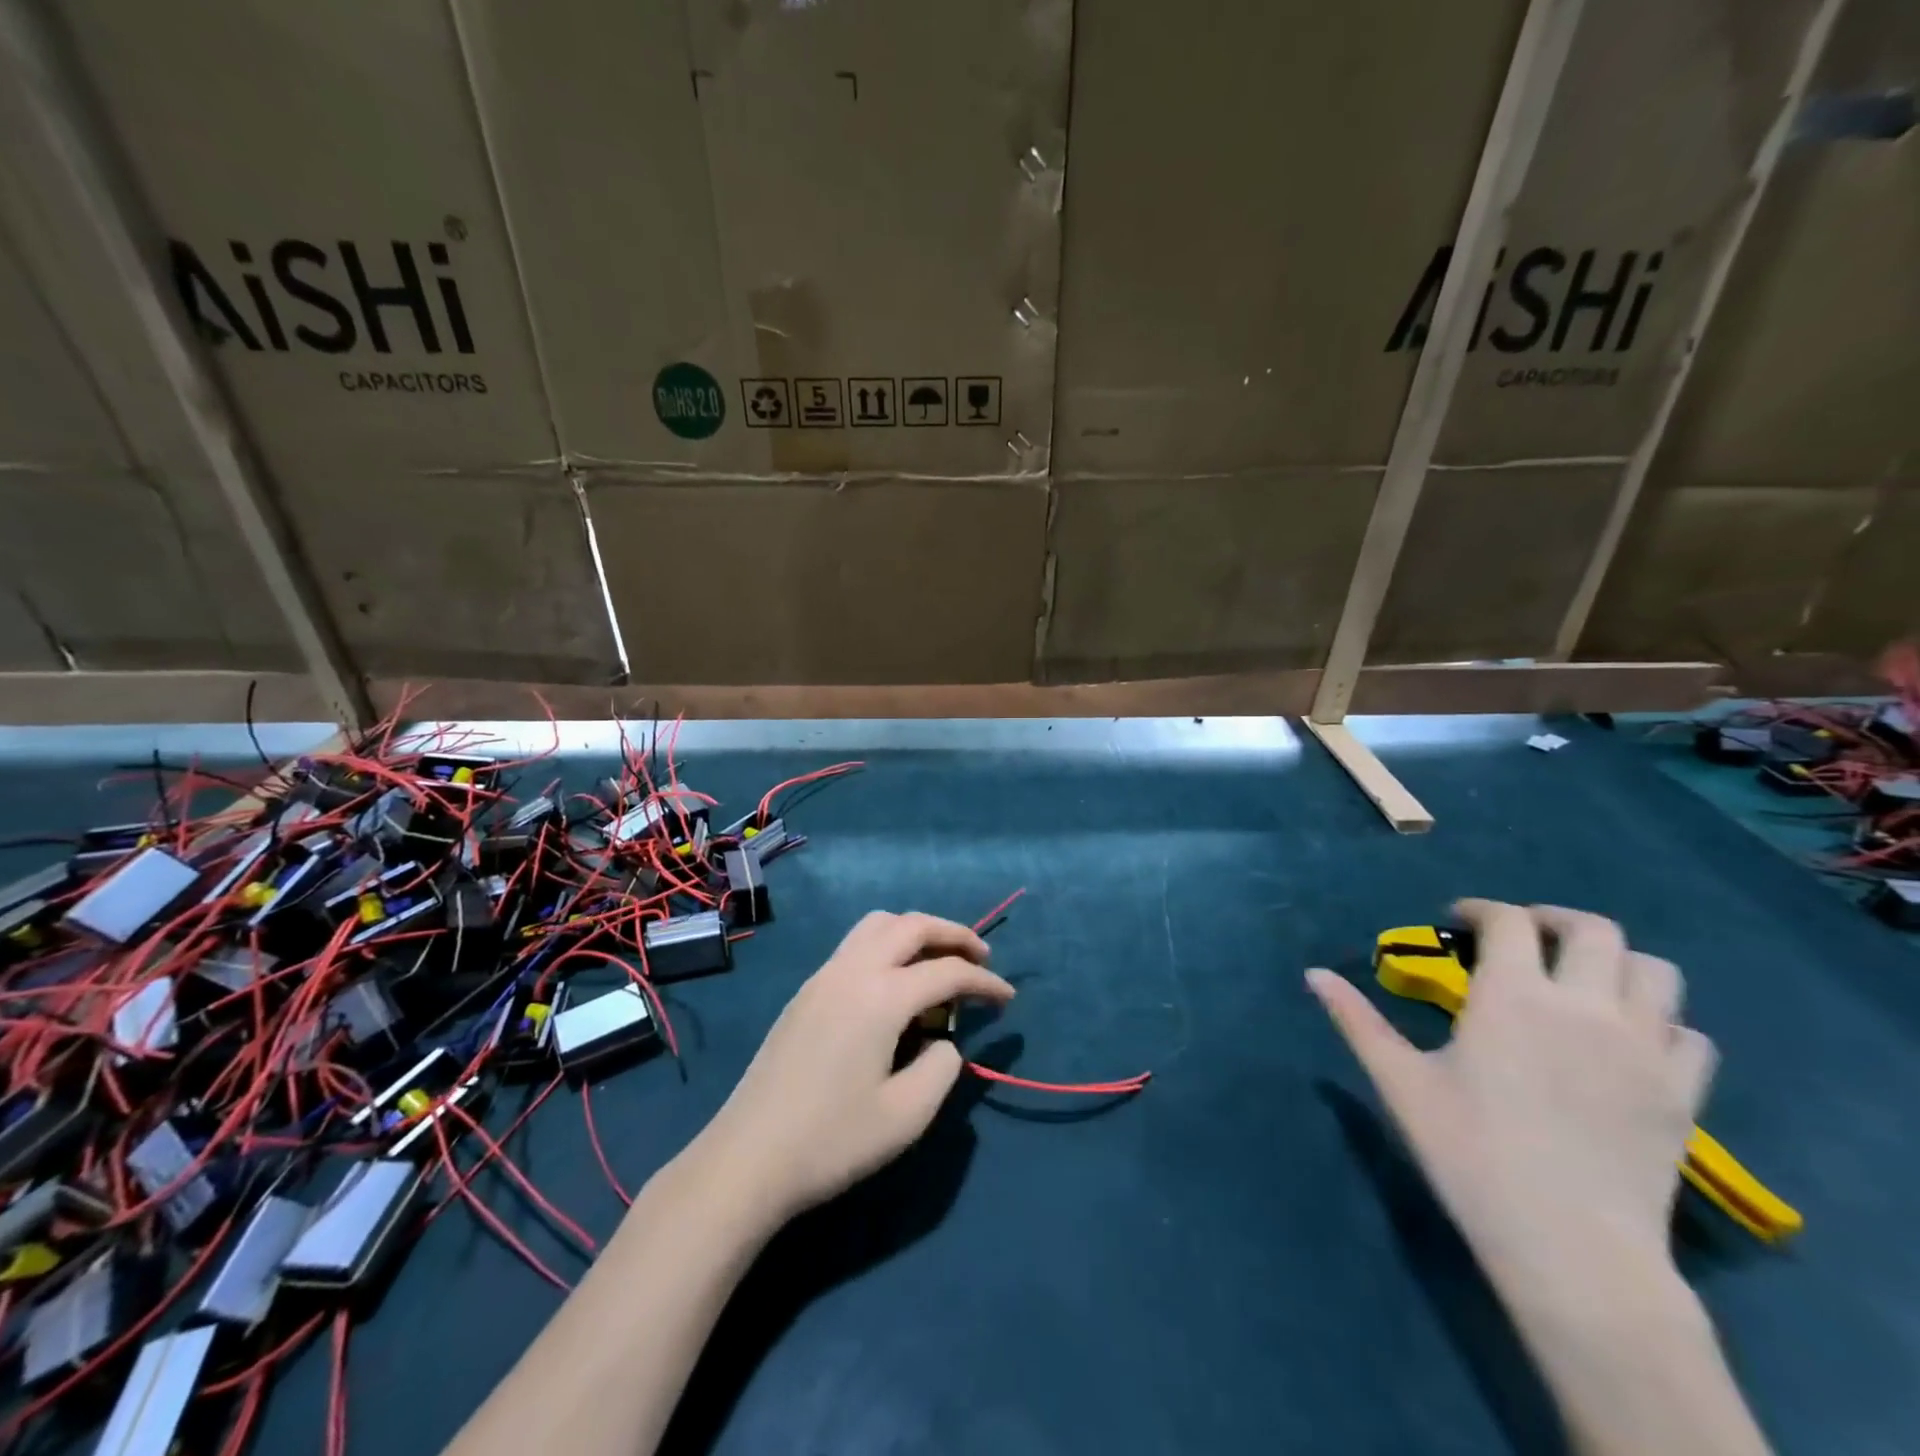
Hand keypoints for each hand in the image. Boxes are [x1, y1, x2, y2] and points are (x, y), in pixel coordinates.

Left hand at [697, 911, 1013, 1222]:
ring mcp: (823, 976)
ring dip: (915, 931)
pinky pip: (855, 945)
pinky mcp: (806, 992)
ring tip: (938, 960)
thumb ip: (941, 1068)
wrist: (747, 1158)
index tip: (1008, 999)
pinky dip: (887, 945)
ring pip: (878, 925)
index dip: (984, 982)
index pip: (947, 971)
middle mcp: (852, 970)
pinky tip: (895, 983)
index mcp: (881, 996)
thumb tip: (943, 1041)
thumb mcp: (906, 1116)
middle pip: (911, 925)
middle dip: (953, 933)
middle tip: (981, 956)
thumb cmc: (831, 1141)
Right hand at [1308, 900, 1715, 1300]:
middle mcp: (1586, 1006)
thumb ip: (1357, 1020)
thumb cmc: (1471, 1154)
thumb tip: (1314, 974)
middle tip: (1523, 938)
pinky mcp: (1683, 1094)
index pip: (1508, 922)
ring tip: (1580, 980)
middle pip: (1594, 930)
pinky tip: (1628, 1041)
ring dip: (1616, 963)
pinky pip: (1691, 1035)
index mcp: (1514, 997)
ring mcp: (1645, 1049)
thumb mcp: (1400, 1082)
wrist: (1570, 1248)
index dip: (1480, 910)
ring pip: (1657, 972)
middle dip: (1553, 920)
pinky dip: (1661, 1023)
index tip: (1457, 922)